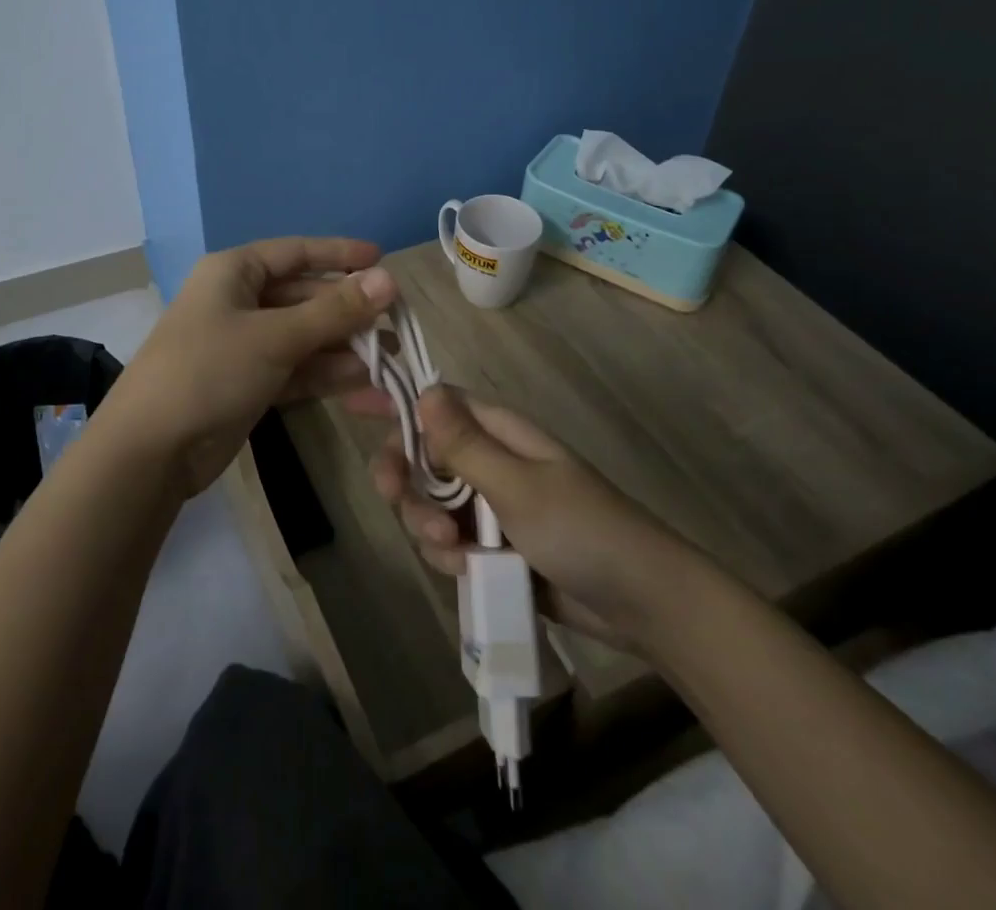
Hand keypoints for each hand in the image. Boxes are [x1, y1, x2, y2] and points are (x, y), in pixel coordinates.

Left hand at [106, 238, 396, 496]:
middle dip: (350, 312)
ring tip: (393, 362)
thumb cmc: (209, 370)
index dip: (339, 254)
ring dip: (346, 349)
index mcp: (235, 272)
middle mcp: (240, 301)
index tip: (382, 259)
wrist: (151, 450)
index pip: (296, 252)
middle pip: (306, 297)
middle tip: (398, 325)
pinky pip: (298, 371)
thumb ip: (334, 311)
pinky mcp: (251, 384)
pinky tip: (369, 389)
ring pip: (306, 337)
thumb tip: (389, 279)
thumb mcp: (275, 336)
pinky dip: (329, 378)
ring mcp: (245, 345)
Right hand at [361, 386, 692, 653]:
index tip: (353, 405)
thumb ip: (464, 445)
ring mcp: (491, 506)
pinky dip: (449, 556)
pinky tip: (467, 571)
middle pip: (423, 458)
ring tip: (453, 553)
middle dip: (407, 482)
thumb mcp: (517, 486)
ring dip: (427, 527)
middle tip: (400, 501)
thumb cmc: (582, 530)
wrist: (642, 604)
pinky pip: (450, 541)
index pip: (436, 404)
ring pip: (430, 504)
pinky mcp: (494, 546)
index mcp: (499, 432)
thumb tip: (423, 390)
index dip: (397, 403)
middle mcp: (490, 462)